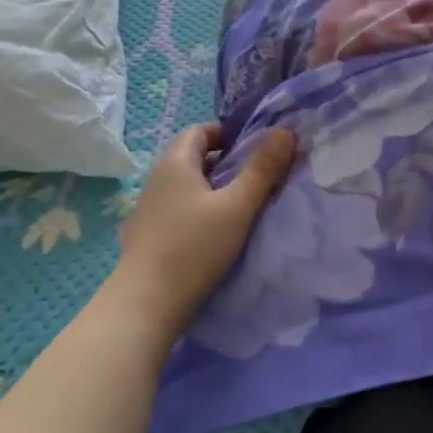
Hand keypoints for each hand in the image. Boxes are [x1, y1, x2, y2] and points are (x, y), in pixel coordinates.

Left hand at [114, 124, 295, 331]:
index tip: (253, 147)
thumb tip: (285, 132)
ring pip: (184, 185)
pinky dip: (197, 209)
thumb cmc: (195, 247)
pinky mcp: (146, 235)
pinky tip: (213, 232)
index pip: (199, 131)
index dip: (226, 133)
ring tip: (239, 204)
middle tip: (254, 175)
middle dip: (222, 160)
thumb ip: (263, 170)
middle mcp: (156, 179)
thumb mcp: (238, 206)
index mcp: (175, 163)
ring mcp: (147, 209)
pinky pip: (176, 208)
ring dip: (211, 187)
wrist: (147, 302)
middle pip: (191, 156)